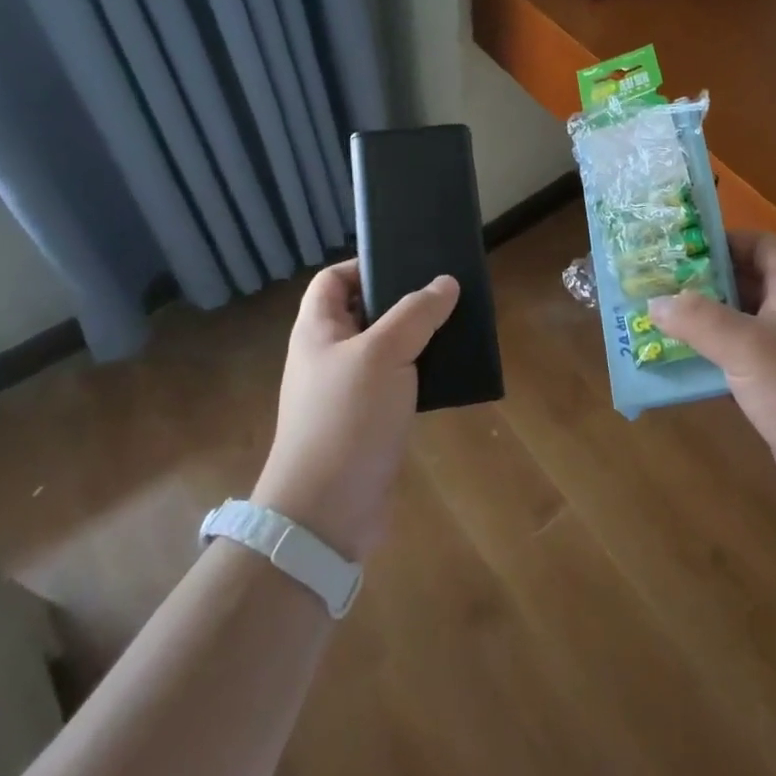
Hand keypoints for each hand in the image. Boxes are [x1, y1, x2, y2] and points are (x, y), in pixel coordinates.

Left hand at [252, 262, 459, 559]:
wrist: (327, 512)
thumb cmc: (346, 418)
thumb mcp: (384, 353)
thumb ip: (416, 313)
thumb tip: (446, 282)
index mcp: (318, 330)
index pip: (333, 279)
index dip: (364, 265)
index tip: (408, 263)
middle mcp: (329, 356)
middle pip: (364, 312)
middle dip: (403, 301)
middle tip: (445, 293)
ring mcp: (348, 391)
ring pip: (387, 349)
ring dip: (418, 338)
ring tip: (458, 326)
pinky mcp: (370, 422)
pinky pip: (398, 384)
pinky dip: (422, 374)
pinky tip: (452, 372)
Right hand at [647, 233, 775, 523]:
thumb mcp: (749, 348)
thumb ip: (699, 320)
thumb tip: (654, 301)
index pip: (759, 245)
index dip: (722, 241)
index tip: (678, 251)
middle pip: (742, 282)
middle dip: (699, 282)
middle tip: (653, 286)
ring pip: (735, 324)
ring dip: (698, 323)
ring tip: (654, 322)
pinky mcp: (775, 388)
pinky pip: (734, 362)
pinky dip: (706, 359)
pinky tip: (675, 366)